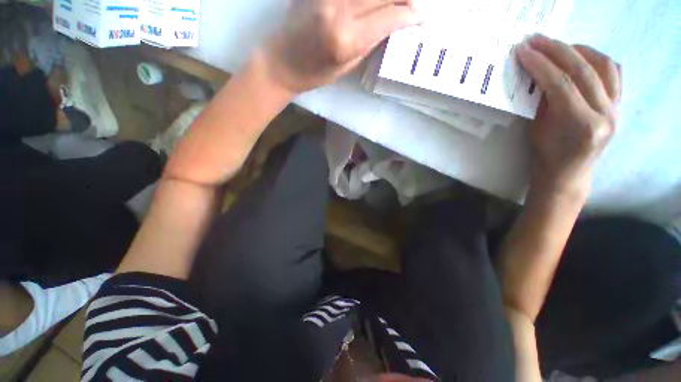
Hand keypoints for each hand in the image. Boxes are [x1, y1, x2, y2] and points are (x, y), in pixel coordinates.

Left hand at [259, 0, 422, 93]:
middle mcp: (338, 8)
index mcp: (347, 39)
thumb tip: (395, 23)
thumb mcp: (348, 66)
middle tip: (414, 5)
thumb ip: (371, 41)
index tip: (424, 16)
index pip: (390, 17)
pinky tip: (374, 3)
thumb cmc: (315, 73)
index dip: (411, 15)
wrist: (282, 62)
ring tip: (396, 3)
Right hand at [516, 34, 621, 196]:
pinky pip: (614, 73)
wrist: (569, 172)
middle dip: (557, 50)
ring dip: (579, 50)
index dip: (540, 64)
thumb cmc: (548, 155)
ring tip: (558, 46)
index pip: (561, 84)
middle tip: (536, 40)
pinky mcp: (620, 105)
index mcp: (582, 125)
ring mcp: (617, 108)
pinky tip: (581, 57)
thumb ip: (544, 101)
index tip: (523, 51)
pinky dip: (597, 59)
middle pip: (583, 70)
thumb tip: (538, 74)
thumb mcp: (539, 129)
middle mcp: (606, 114)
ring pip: (604, 66)